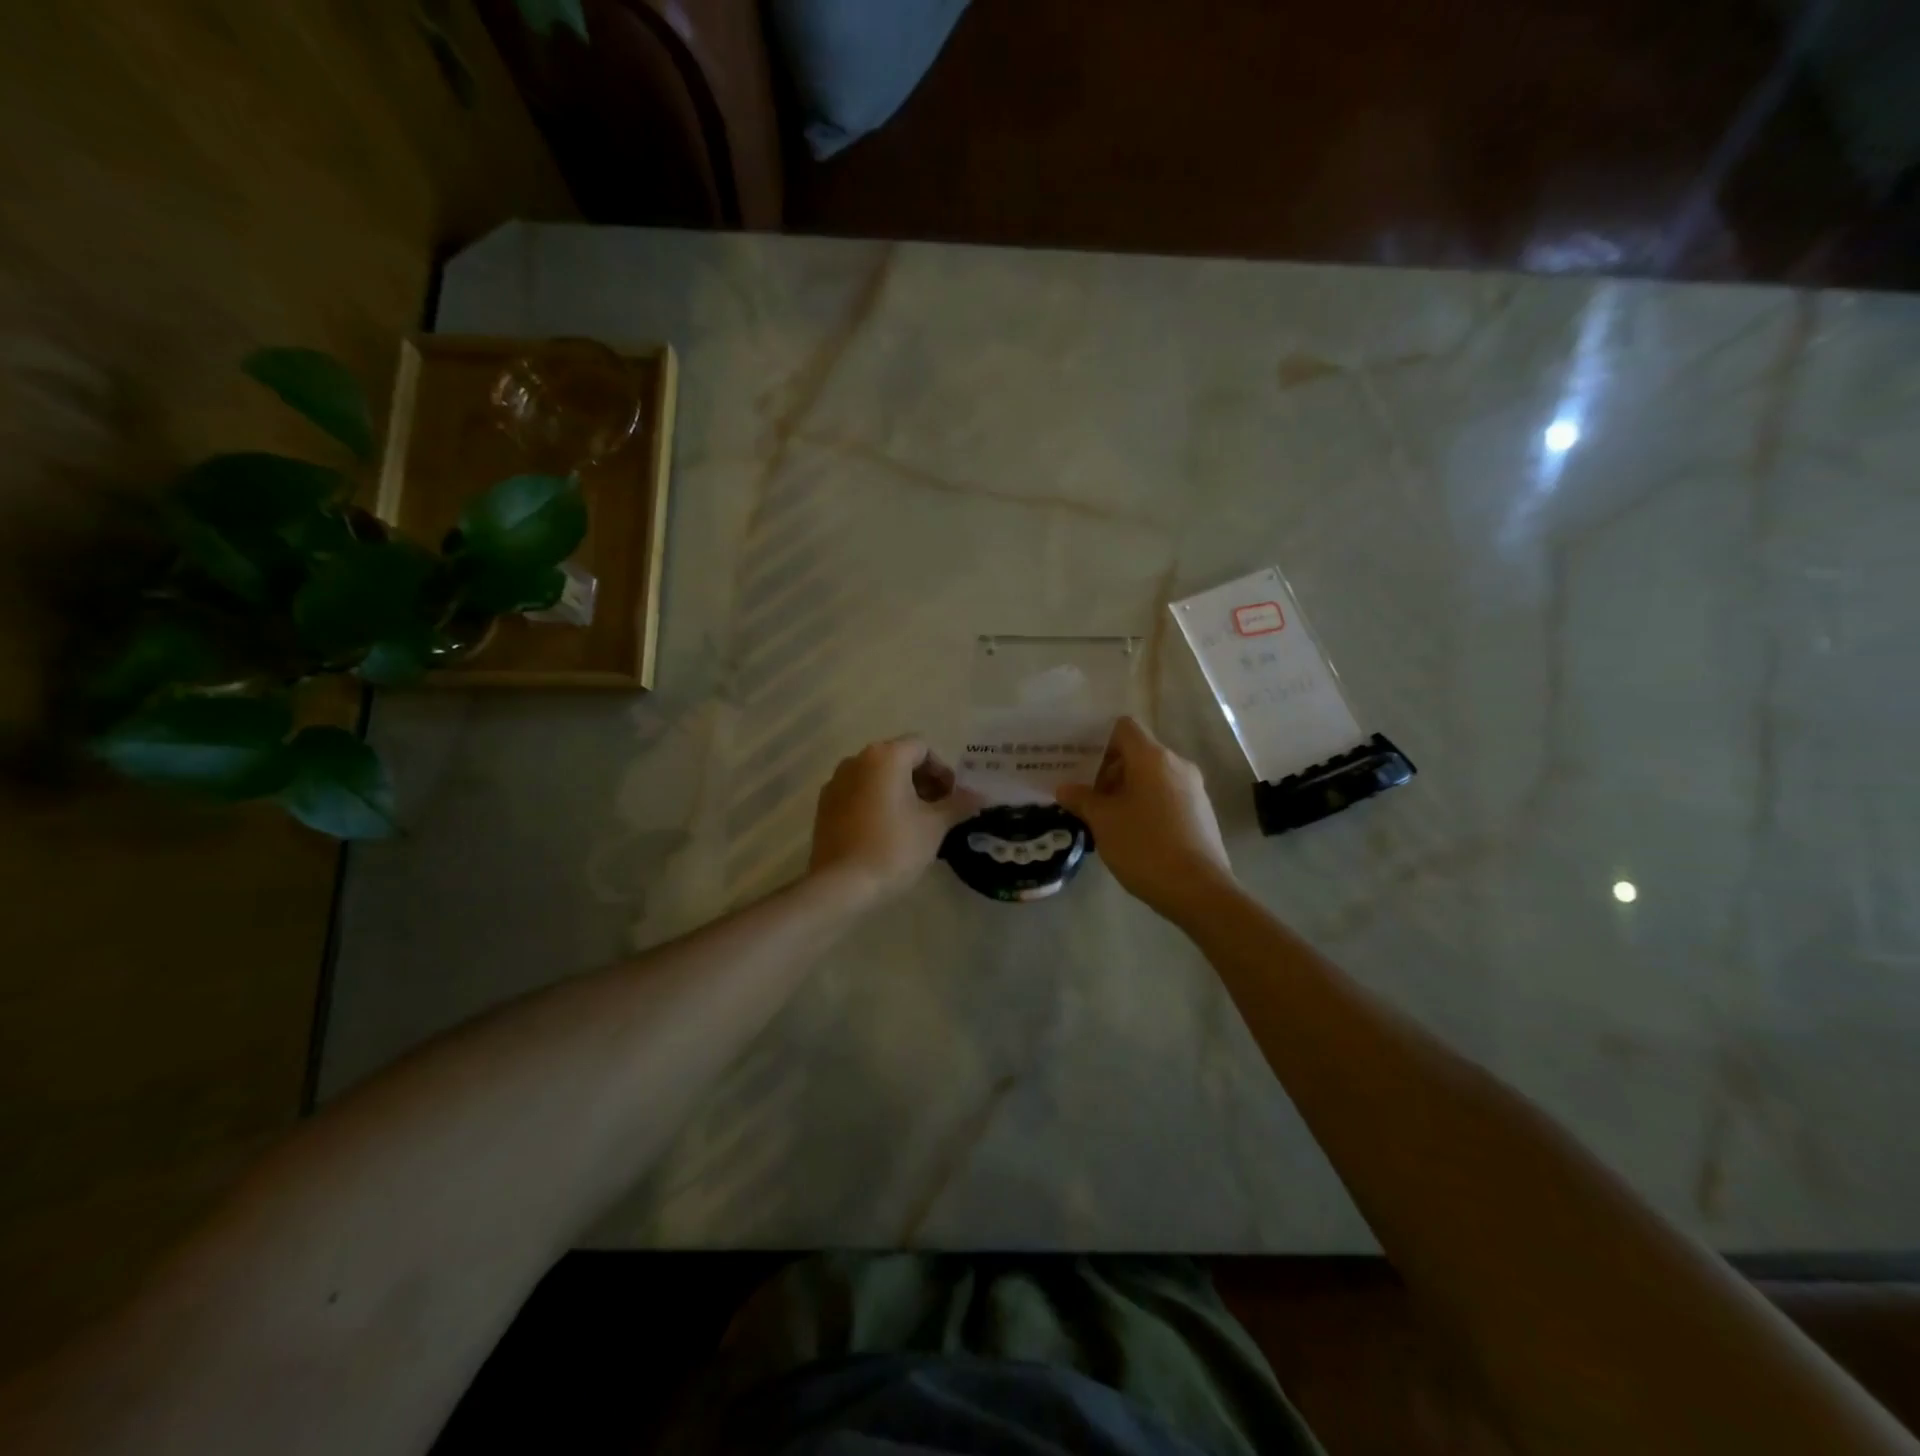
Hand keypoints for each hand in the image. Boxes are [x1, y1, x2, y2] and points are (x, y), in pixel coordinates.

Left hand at [809, 738, 979, 904]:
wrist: (841, 885)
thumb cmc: (894, 848)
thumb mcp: (934, 826)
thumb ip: (959, 804)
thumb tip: (981, 795)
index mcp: (885, 756)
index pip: (923, 748)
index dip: (943, 771)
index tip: (952, 799)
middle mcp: (857, 760)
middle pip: (899, 759)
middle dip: (922, 781)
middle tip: (938, 811)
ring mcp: (836, 782)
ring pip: (877, 777)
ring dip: (900, 792)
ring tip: (914, 823)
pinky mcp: (825, 806)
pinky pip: (859, 793)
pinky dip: (877, 803)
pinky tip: (886, 831)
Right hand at [1056, 717, 1234, 921]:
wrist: (1198, 890)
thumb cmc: (1144, 846)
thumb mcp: (1103, 822)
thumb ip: (1081, 799)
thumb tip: (1065, 788)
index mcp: (1152, 758)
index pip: (1124, 728)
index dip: (1099, 740)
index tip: (1079, 762)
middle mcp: (1177, 764)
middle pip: (1137, 753)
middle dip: (1108, 770)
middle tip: (1084, 795)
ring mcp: (1193, 789)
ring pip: (1151, 776)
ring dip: (1126, 790)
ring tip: (1104, 818)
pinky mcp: (1200, 812)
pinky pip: (1166, 795)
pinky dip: (1145, 804)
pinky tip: (1130, 832)